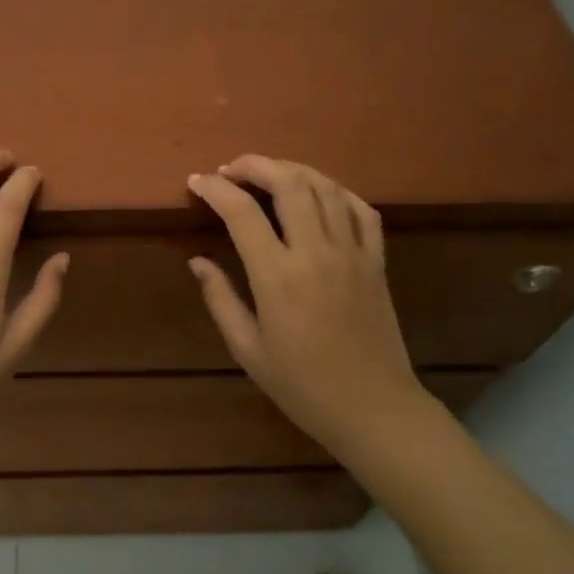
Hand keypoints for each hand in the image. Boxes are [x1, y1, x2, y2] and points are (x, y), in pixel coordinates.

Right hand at [186, 155, 430, 455]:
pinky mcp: (377, 261)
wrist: (373, 409)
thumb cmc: (302, 386)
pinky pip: (361, 209)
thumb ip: (220, 298)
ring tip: (268, 174)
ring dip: (292, 170)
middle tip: (230, 170)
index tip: (197, 182)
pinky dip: (336, 191)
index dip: (215, 189)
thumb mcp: (248, 350)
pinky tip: (319, 195)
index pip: (242, 212)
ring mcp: (353, 252)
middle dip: (254, 165)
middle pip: (289, 182)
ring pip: (325, 187)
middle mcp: (317, 252)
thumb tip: (198, 260)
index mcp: (278, 276)